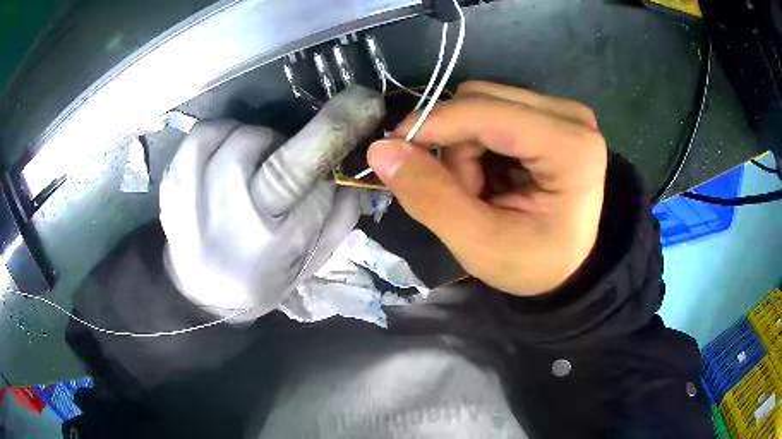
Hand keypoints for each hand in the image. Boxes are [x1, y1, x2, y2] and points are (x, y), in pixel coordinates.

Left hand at [160, 86, 384, 321]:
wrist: (202, 289)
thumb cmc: (263, 276)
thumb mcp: (312, 259)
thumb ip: (340, 213)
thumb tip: (352, 162)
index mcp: (273, 240)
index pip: (308, 172)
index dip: (338, 128)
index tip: (365, 101)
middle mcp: (228, 216)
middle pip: (269, 145)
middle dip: (290, 143)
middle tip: (286, 166)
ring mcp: (192, 194)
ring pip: (238, 134)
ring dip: (255, 144)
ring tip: (250, 172)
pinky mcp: (171, 179)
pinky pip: (205, 133)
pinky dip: (222, 138)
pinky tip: (222, 164)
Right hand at [367, 81, 606, 295]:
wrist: (567, 266)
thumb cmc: (533, 263)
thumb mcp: (480, 245)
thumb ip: (431, 197)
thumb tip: (380, 149)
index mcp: (570, 147)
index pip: (486, 112)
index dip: (432, 126)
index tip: (395, 154)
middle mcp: (571, 116)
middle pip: (480, 100)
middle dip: (455, 146)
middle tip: (464, 194)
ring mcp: (562, 111)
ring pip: (481, 101)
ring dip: (463, 145)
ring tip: (479, 189)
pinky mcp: (551, 113)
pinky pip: (492, 109)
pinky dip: (476, 141)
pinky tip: (491, 174)